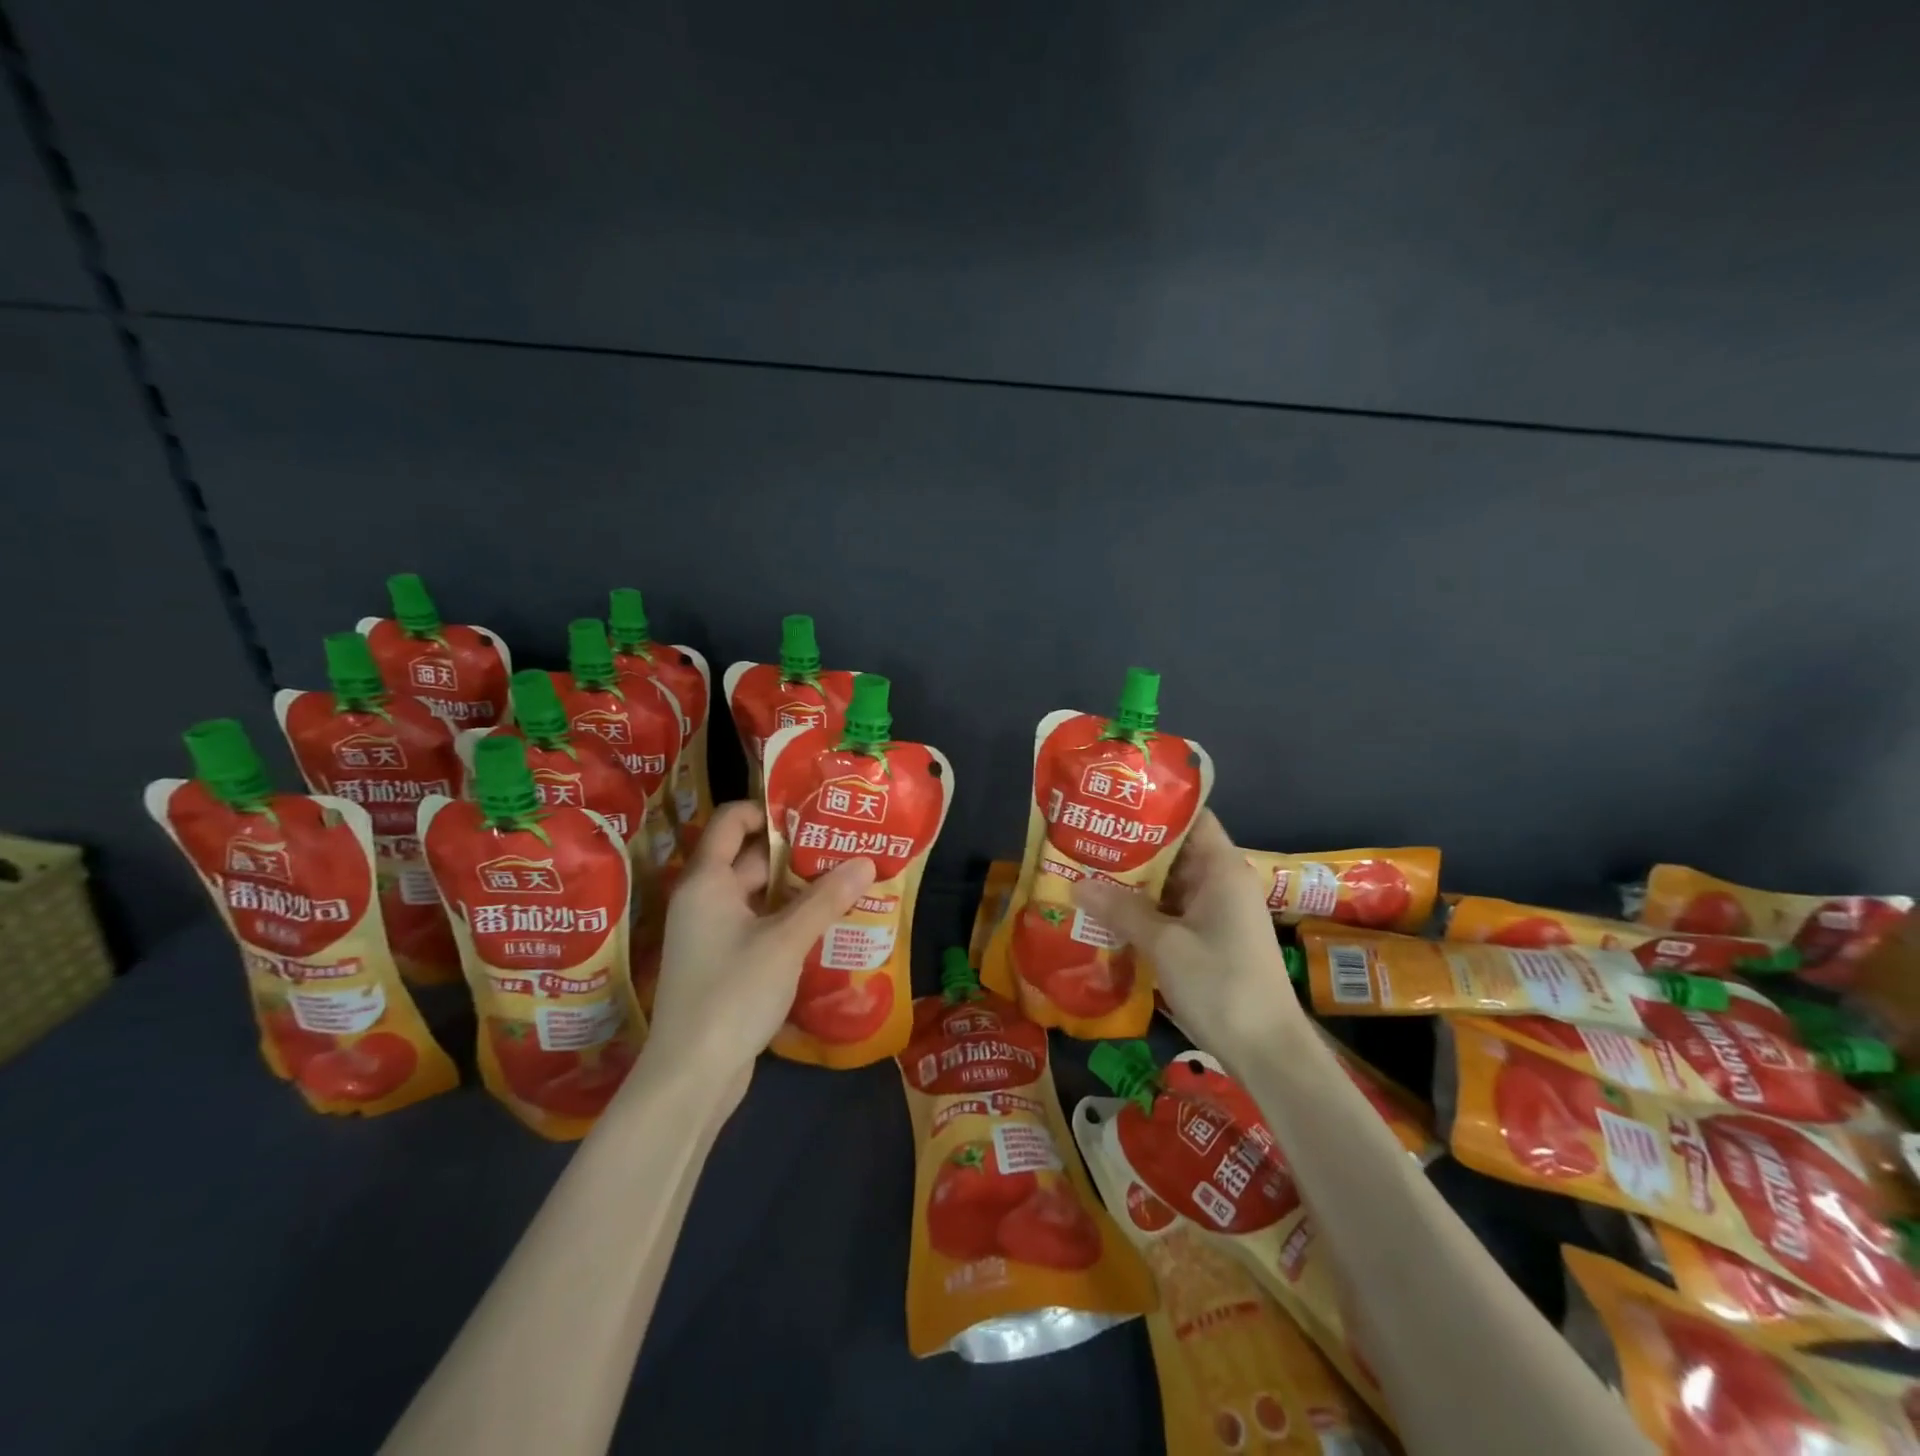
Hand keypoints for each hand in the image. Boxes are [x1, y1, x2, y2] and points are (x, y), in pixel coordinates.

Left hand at [642, 801, 874, 1100]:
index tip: (812, 812)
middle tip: (843, 846)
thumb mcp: (785, 941)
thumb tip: (866, 860)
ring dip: (796, 888)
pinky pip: (757, 925)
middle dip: (795, 851)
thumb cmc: (732, 994)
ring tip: (845, 881)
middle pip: (749, 858)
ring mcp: (711, 934)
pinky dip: (787, 920)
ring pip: (758, 895)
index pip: (731, 821)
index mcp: (707, 881)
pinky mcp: (723, 963)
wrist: (691, 1076)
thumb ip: (825, 899)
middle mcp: (704, 900)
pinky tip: (824, 925)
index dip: (767, 809)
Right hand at [1071, 810, 1303, 1063]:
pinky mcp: (1212, 940)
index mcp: (1221, 868)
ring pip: (1171, 884)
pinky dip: (1145, 910)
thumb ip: (1121, 910)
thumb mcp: (1164, 945)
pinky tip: (1110, 913)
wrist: (1269, 1053)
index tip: (1113, 803)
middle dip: (1133, 846)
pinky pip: (1173, 912)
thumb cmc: (1221, 985)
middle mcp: (1222, 882)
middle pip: (1176, 850)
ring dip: (1135, 881)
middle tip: (1086, 838)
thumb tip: (1077, 884)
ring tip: (1088, 871)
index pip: (1191, 818)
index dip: (1154, 806)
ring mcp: (1218, 913)